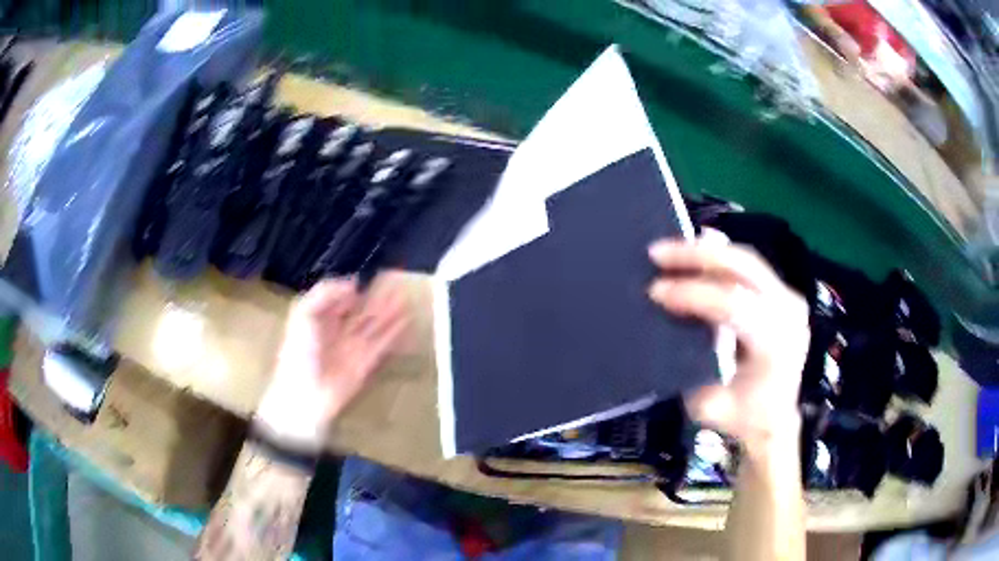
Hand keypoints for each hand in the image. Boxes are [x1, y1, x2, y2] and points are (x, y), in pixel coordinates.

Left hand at [254, 275, 408, 449]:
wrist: (306, 394)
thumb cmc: (300, 351)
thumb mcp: (304, 313)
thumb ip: (326, 292)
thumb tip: (354, 285)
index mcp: (319, 319)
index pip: (338, 300)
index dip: (352, 290)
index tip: (370, 279)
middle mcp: (337, 332)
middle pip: (361, 312)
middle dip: (378, 300)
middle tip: (398, 285)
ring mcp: (352, 348)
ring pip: (375, 327)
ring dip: (390, 314)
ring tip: (407, 300)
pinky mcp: (365, 364)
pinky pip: (383, 345)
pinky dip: (394, 334)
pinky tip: (406, 322)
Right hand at [648, 232, 808, 457]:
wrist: (776, 422)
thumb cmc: (743, 418)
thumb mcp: (709, 404)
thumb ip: (694, 363)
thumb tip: (671, 323)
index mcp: (775, 343)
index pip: (733, 304)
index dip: (692, 294)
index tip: (655, 291)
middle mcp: (789, 312)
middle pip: (744, 267)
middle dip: (697, 256)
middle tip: (658, 253)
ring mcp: (790, 299)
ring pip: (747, 260)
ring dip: (706, 253)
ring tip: (670, 250)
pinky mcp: (784, 294)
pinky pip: (750, 268)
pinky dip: (720, 260)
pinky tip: (695, 254)